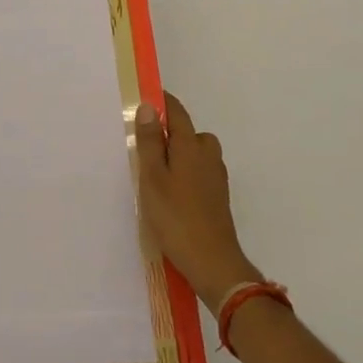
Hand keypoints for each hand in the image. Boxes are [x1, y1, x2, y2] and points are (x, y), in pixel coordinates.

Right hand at [135, 92, 260, 311]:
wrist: (213, 263)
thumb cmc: (176, 217)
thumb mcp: (153, 178)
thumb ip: (149, 142)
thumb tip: (148, 106)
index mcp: (191, 145)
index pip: (177, 112)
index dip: (161, 102)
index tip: (143, 99)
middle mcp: (208, 155)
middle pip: (188, 132)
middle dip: (169, 131)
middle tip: (143, 144)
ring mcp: (216, 177)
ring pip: (195, 153)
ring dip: (178, 154)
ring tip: (155, 172)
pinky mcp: (218, 197)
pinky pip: (199, 171)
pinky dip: (185, 173)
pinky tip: (172, 192)